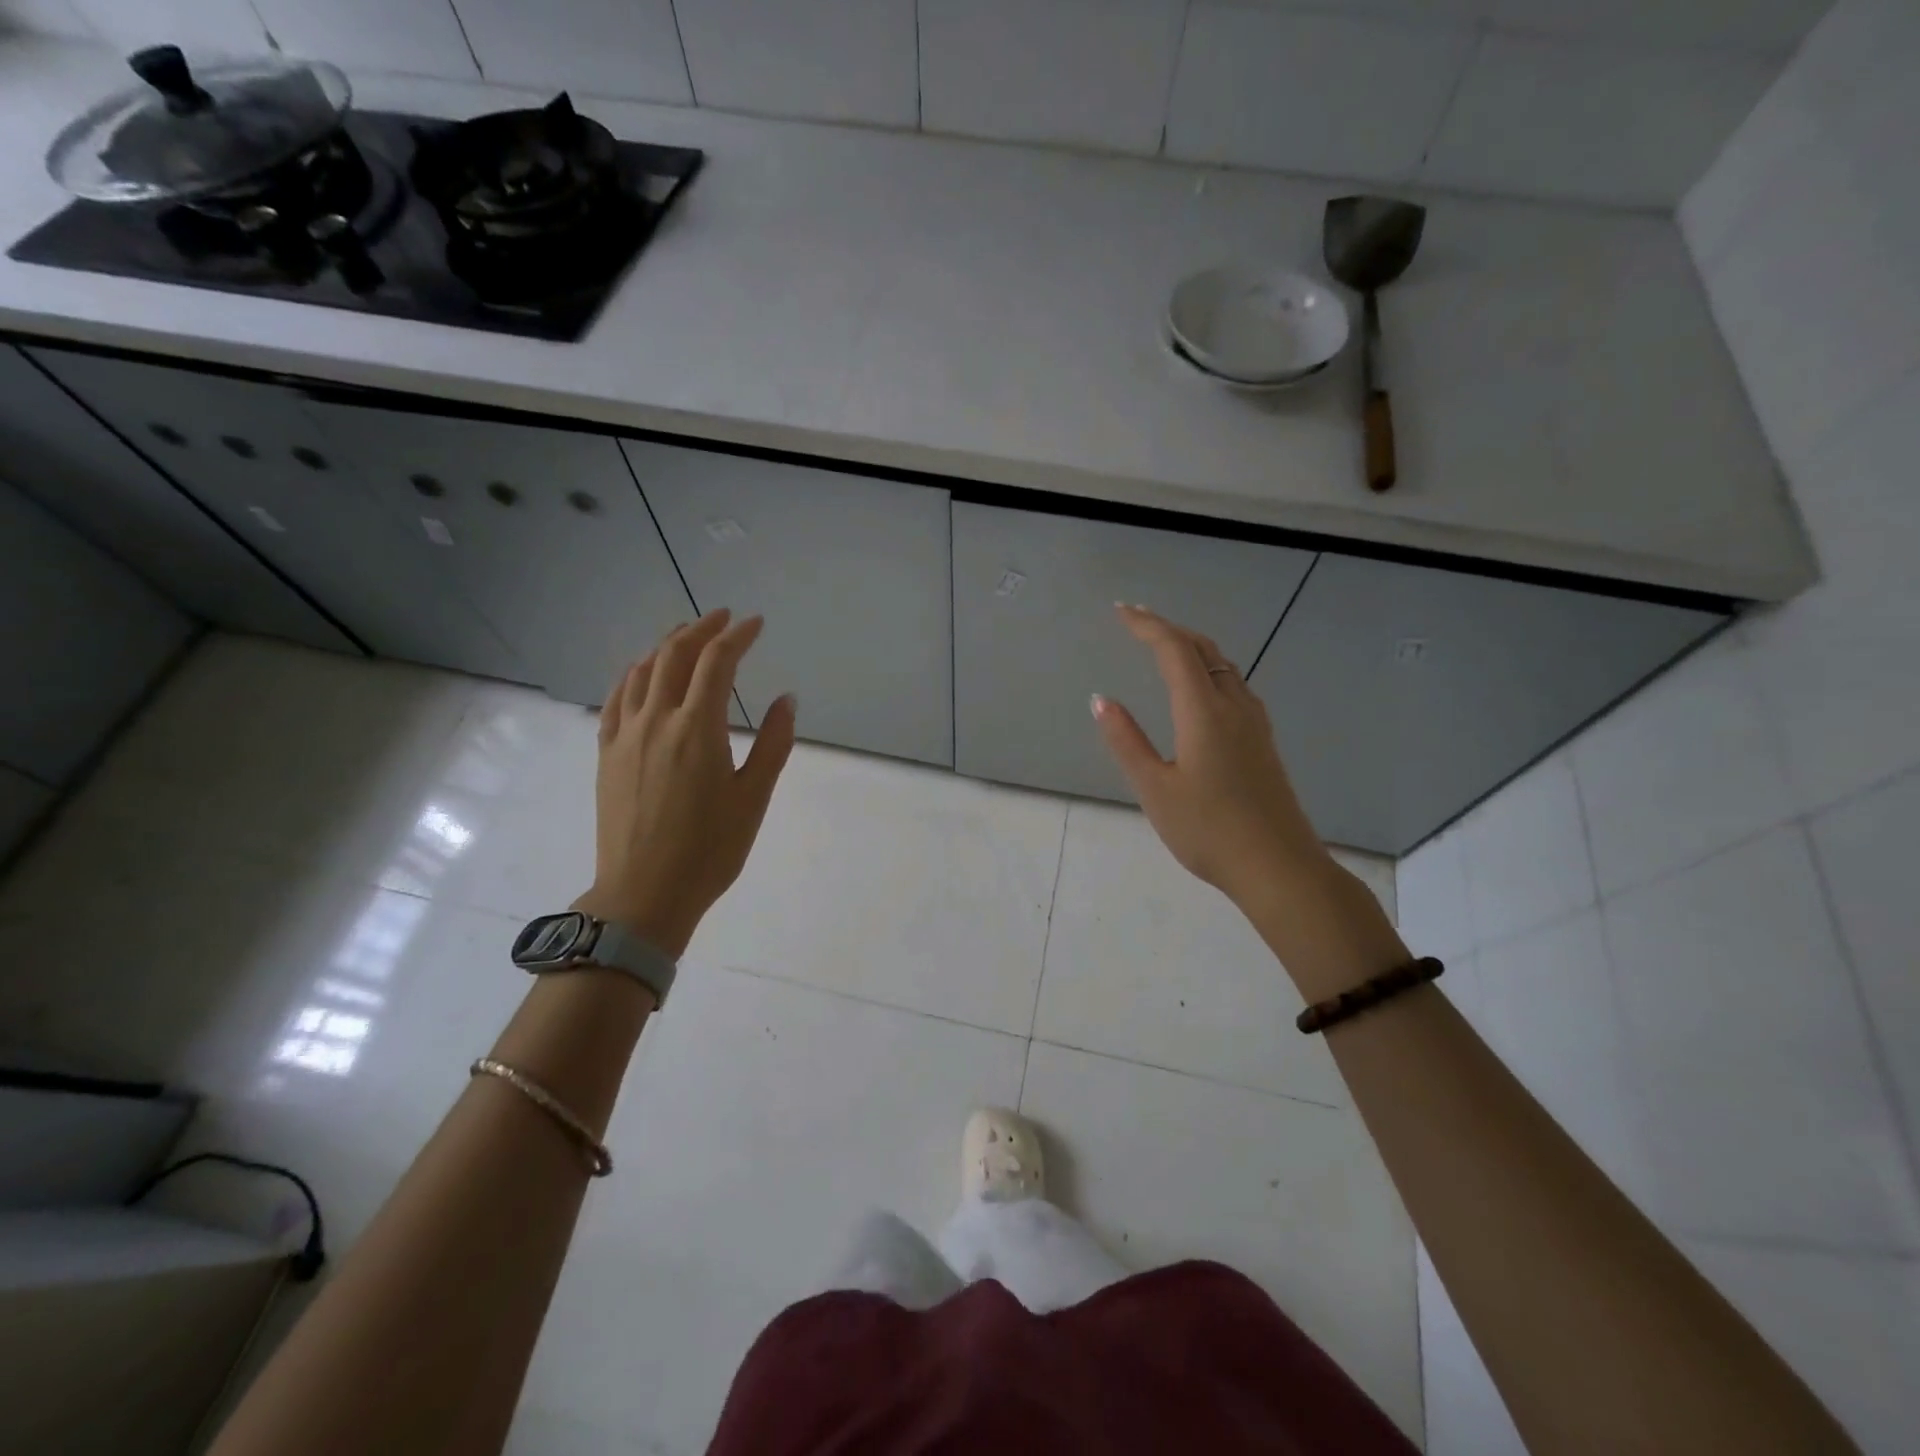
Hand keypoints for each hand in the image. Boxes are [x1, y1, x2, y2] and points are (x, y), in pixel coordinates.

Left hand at [573, 609, 795, 957]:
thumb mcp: (753, 798)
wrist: (643, 894)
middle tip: (723, 618)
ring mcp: (625, 735)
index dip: (737, 636)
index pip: (717, 662)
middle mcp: (657, 720)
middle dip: (701, 629)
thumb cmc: (709, 850)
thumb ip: (772, 744)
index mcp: (698, 729)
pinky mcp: (607, 754)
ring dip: (665, 645)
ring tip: (685, 635)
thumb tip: (786, 699)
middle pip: (674, 656)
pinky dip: (632, 675)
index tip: (756, 623)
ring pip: (641, 672)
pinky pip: (616, 699)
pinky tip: (642, 673)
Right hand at [1092, 605, 1328, 913]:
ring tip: (1163, 647)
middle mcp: (1234, 706)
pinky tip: (1199, 689)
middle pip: (1204, 649)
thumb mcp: (1155, 789)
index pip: (1175, 650)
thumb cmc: (1209, 831)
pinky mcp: (1263, 742)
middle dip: (1169, 629)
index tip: (1120, 612)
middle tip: (1137, 622)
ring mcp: (1255, 724)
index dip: (1147, 625)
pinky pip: (1234, 686)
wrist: (1280, 868)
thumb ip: (1127, 741)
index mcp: (1204, 712)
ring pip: (1223, 666)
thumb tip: (1101, 700)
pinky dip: (1208, 669)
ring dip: (1192, 647)